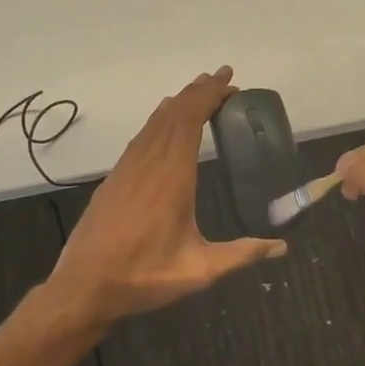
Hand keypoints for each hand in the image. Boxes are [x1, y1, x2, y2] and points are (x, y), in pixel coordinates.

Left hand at [48, 67, 285, 325]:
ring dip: (179, 102)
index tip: (230, 82)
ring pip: (155, 121)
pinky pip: (141, 135)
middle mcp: (149, 162)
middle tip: (223, 77)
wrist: (83, 288)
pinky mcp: (115, 178)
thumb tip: (282, 247)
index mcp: (172, 176)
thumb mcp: (199, 270)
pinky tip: (164, 122)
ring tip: (199, 90)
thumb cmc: (144, 277)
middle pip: (174, 113)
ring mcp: (127, 168)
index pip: (190, 120)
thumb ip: (242, 254)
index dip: (209, 96)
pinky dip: (159, 119)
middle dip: (199, 91)